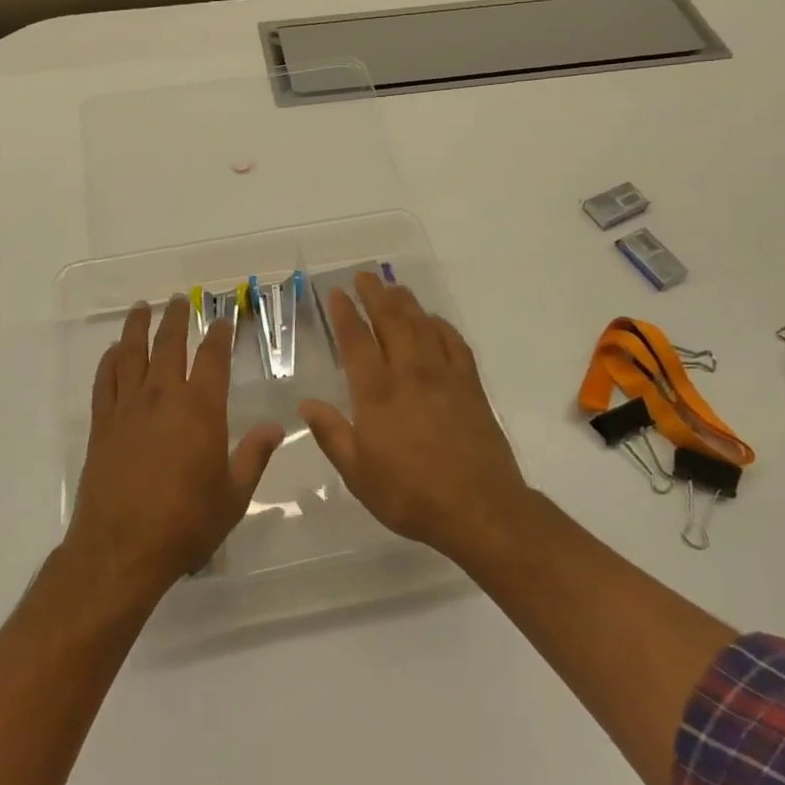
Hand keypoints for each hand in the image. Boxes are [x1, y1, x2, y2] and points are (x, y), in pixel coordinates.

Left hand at [67, 296, 284, 598]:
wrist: (121, 549)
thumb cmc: (185, 523)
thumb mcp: (233, 495)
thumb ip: (254, 456)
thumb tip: (276, 426)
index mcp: (200, 408)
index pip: (213, 358)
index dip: (220, 335)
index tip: (223, 319)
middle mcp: (163, 396)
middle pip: (169, 344)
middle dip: (177, 318)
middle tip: (180, 299)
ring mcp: (128, 407)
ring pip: (133, 353)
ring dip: (138, 327)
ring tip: (142, 307)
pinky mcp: (102, 423)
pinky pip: (105, 380)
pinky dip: (110, 360)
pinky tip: (114, 351)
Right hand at [299, 272, 527, 563]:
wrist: (479, 508)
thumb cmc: (409, 494)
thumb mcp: (357, 473)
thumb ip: (331, 434)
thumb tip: (305, 404)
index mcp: (376, 391)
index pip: (356, 340)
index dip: (345, 313)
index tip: (337, 293)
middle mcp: (409, 372)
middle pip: (390, 320)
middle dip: (375, 294)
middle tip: (365, 276)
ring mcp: (443, 375)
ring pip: (422, 325)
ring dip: (406, 302)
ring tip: (394, 287)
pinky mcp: (470, 385)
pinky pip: (454, 342)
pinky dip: (441, 325)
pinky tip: (434, 321)